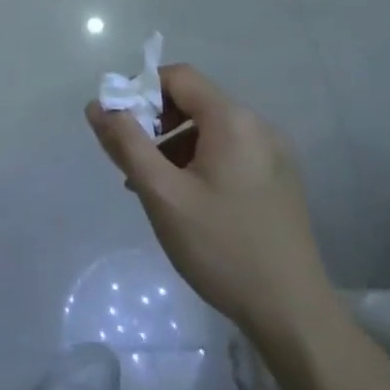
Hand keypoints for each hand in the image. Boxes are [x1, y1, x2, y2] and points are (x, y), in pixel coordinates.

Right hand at [85, 63, 336, 358]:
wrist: (292, 313)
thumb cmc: (222, 248)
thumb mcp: (163, 195)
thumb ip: (126, 144)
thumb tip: (97, 106)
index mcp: (233, 120)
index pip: (178, 77)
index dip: (141, 90)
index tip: (117, 125)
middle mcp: (258, 126)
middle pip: (194, 102)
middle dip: (155, 122)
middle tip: (130, 160)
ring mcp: (273, 155)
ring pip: (210, 130)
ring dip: (174, 145)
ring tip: (151, 186)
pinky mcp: (278, 181)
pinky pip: (228, 153)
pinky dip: (198, 162)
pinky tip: (183, 200)